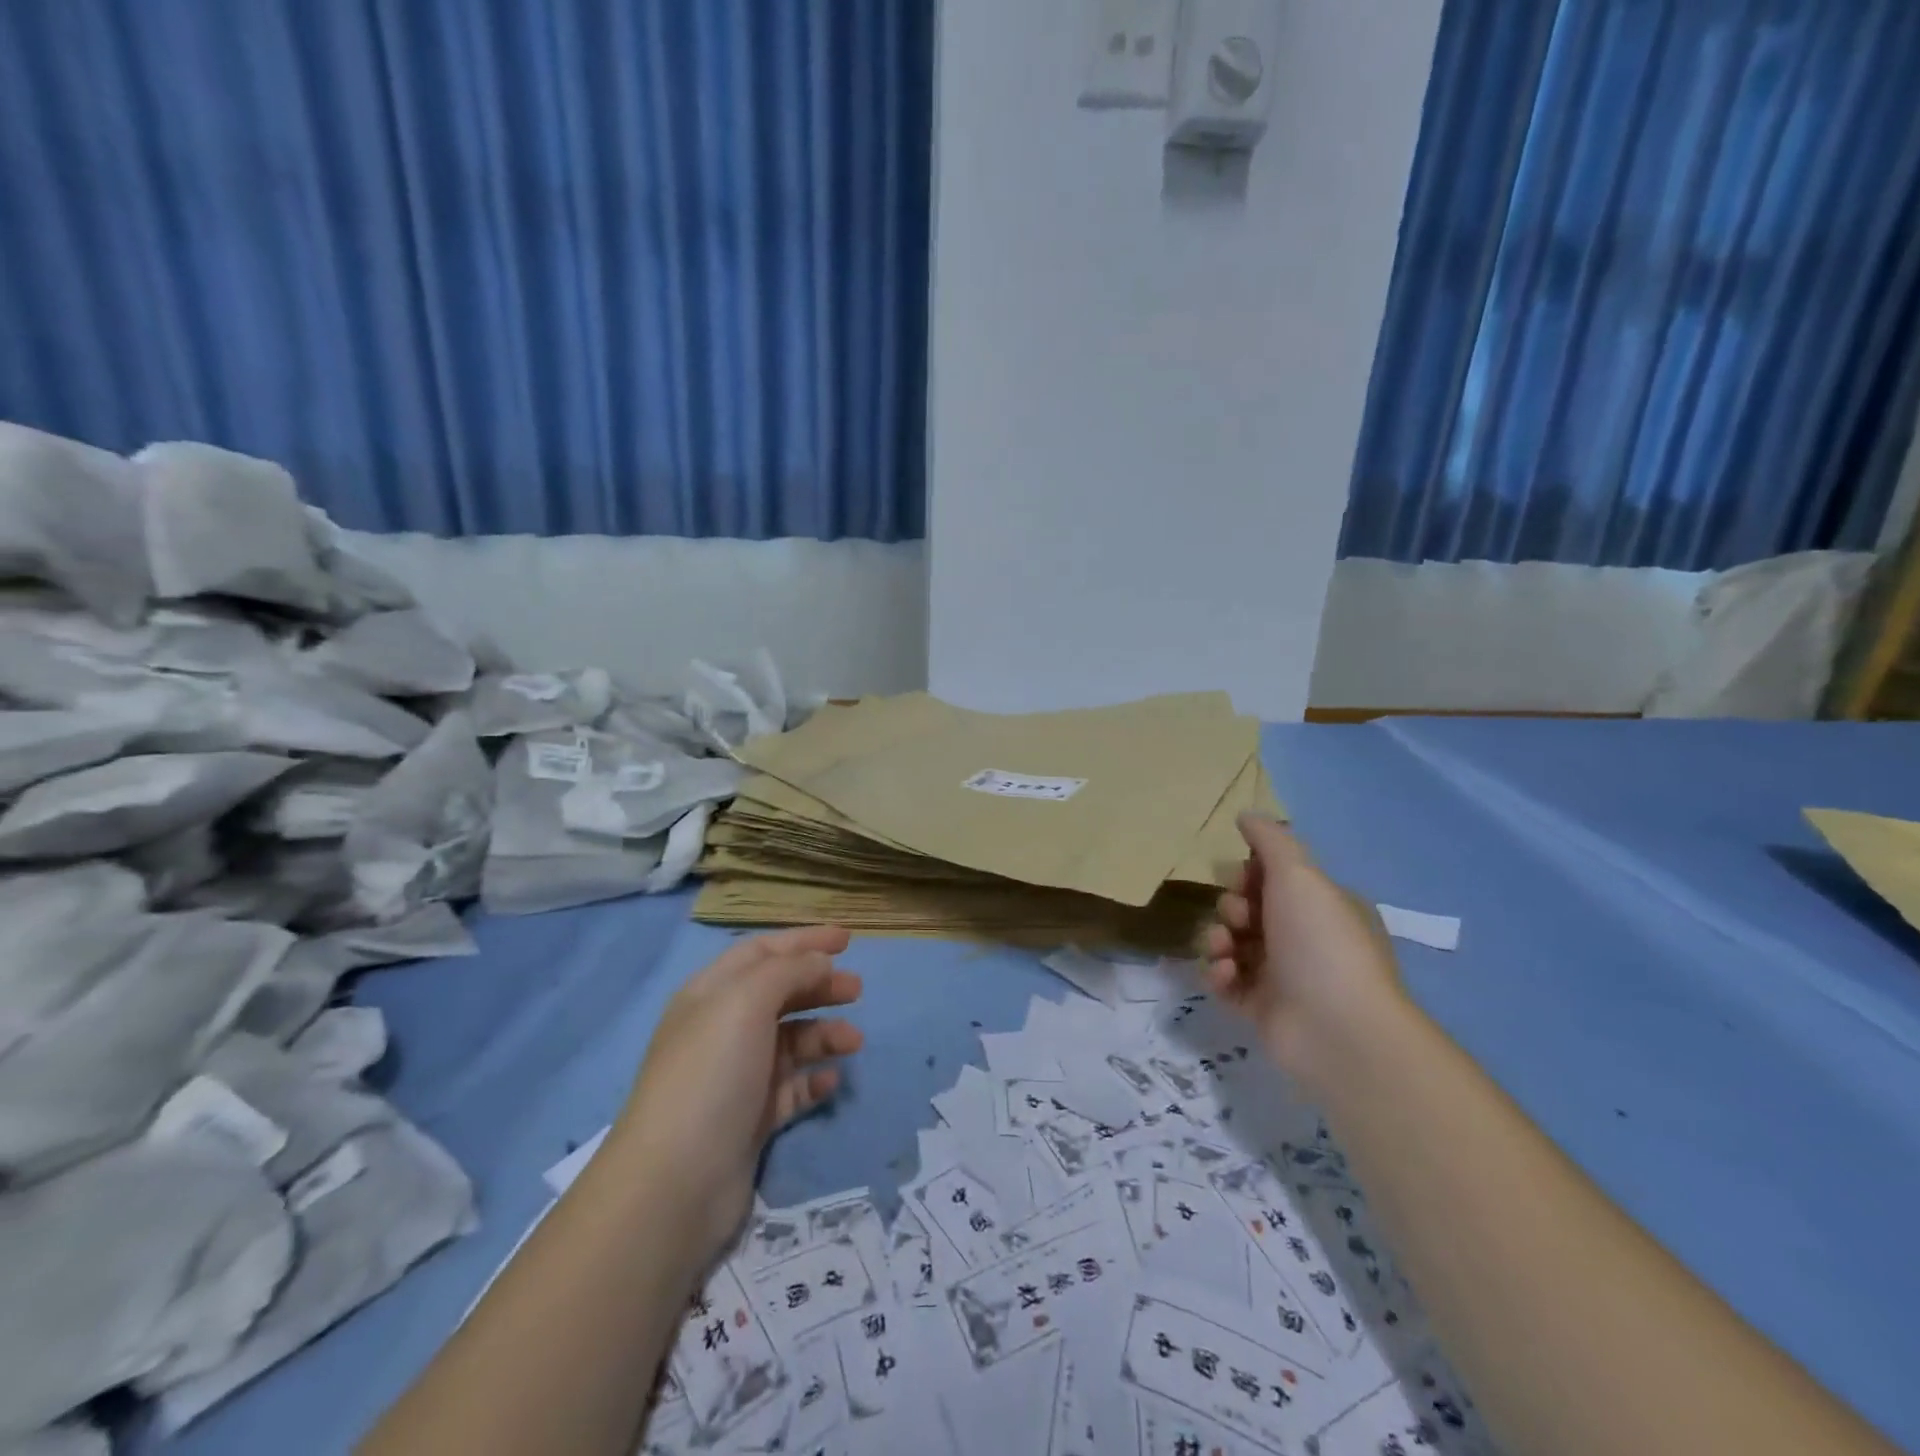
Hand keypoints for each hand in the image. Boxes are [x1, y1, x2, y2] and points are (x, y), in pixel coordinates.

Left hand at [609, 926, 863, 1264]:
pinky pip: (792, 1087)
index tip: (848, 940)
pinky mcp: (750, 1118)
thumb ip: (789, 971)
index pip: (762, 951)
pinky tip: (832, 1081)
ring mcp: (737, 1075)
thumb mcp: (746, 1002)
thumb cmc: (711, 1073)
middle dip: (820, 985)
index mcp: (712, 993)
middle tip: (857, 989)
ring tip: (853, 1041)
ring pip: (791, 1040)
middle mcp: (722, 1028)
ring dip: (825, 1033)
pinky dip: (814, 1078)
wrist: (675, 1183)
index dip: (804, 941)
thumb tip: (819, 963)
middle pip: (780, 993)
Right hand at [1202, 814, 1404, 1093]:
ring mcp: (1282, 975)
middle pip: (1247, 908)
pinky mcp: (1260, 1008)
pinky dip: (1220, 974)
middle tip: (1239, 918)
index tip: (1245, 878)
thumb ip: (1270, 841)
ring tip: (1224, 950)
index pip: (1274, 878)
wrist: (1337, 1028)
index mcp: (1322, 905)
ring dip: (1218, 939)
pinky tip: (1227, 976)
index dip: (1250, 874)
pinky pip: (1226, 980)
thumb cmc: (1320, 941)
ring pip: (1231, 943)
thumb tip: (1246, 814)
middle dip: (1232, 908)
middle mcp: (1304, 938)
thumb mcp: (1299, 875)